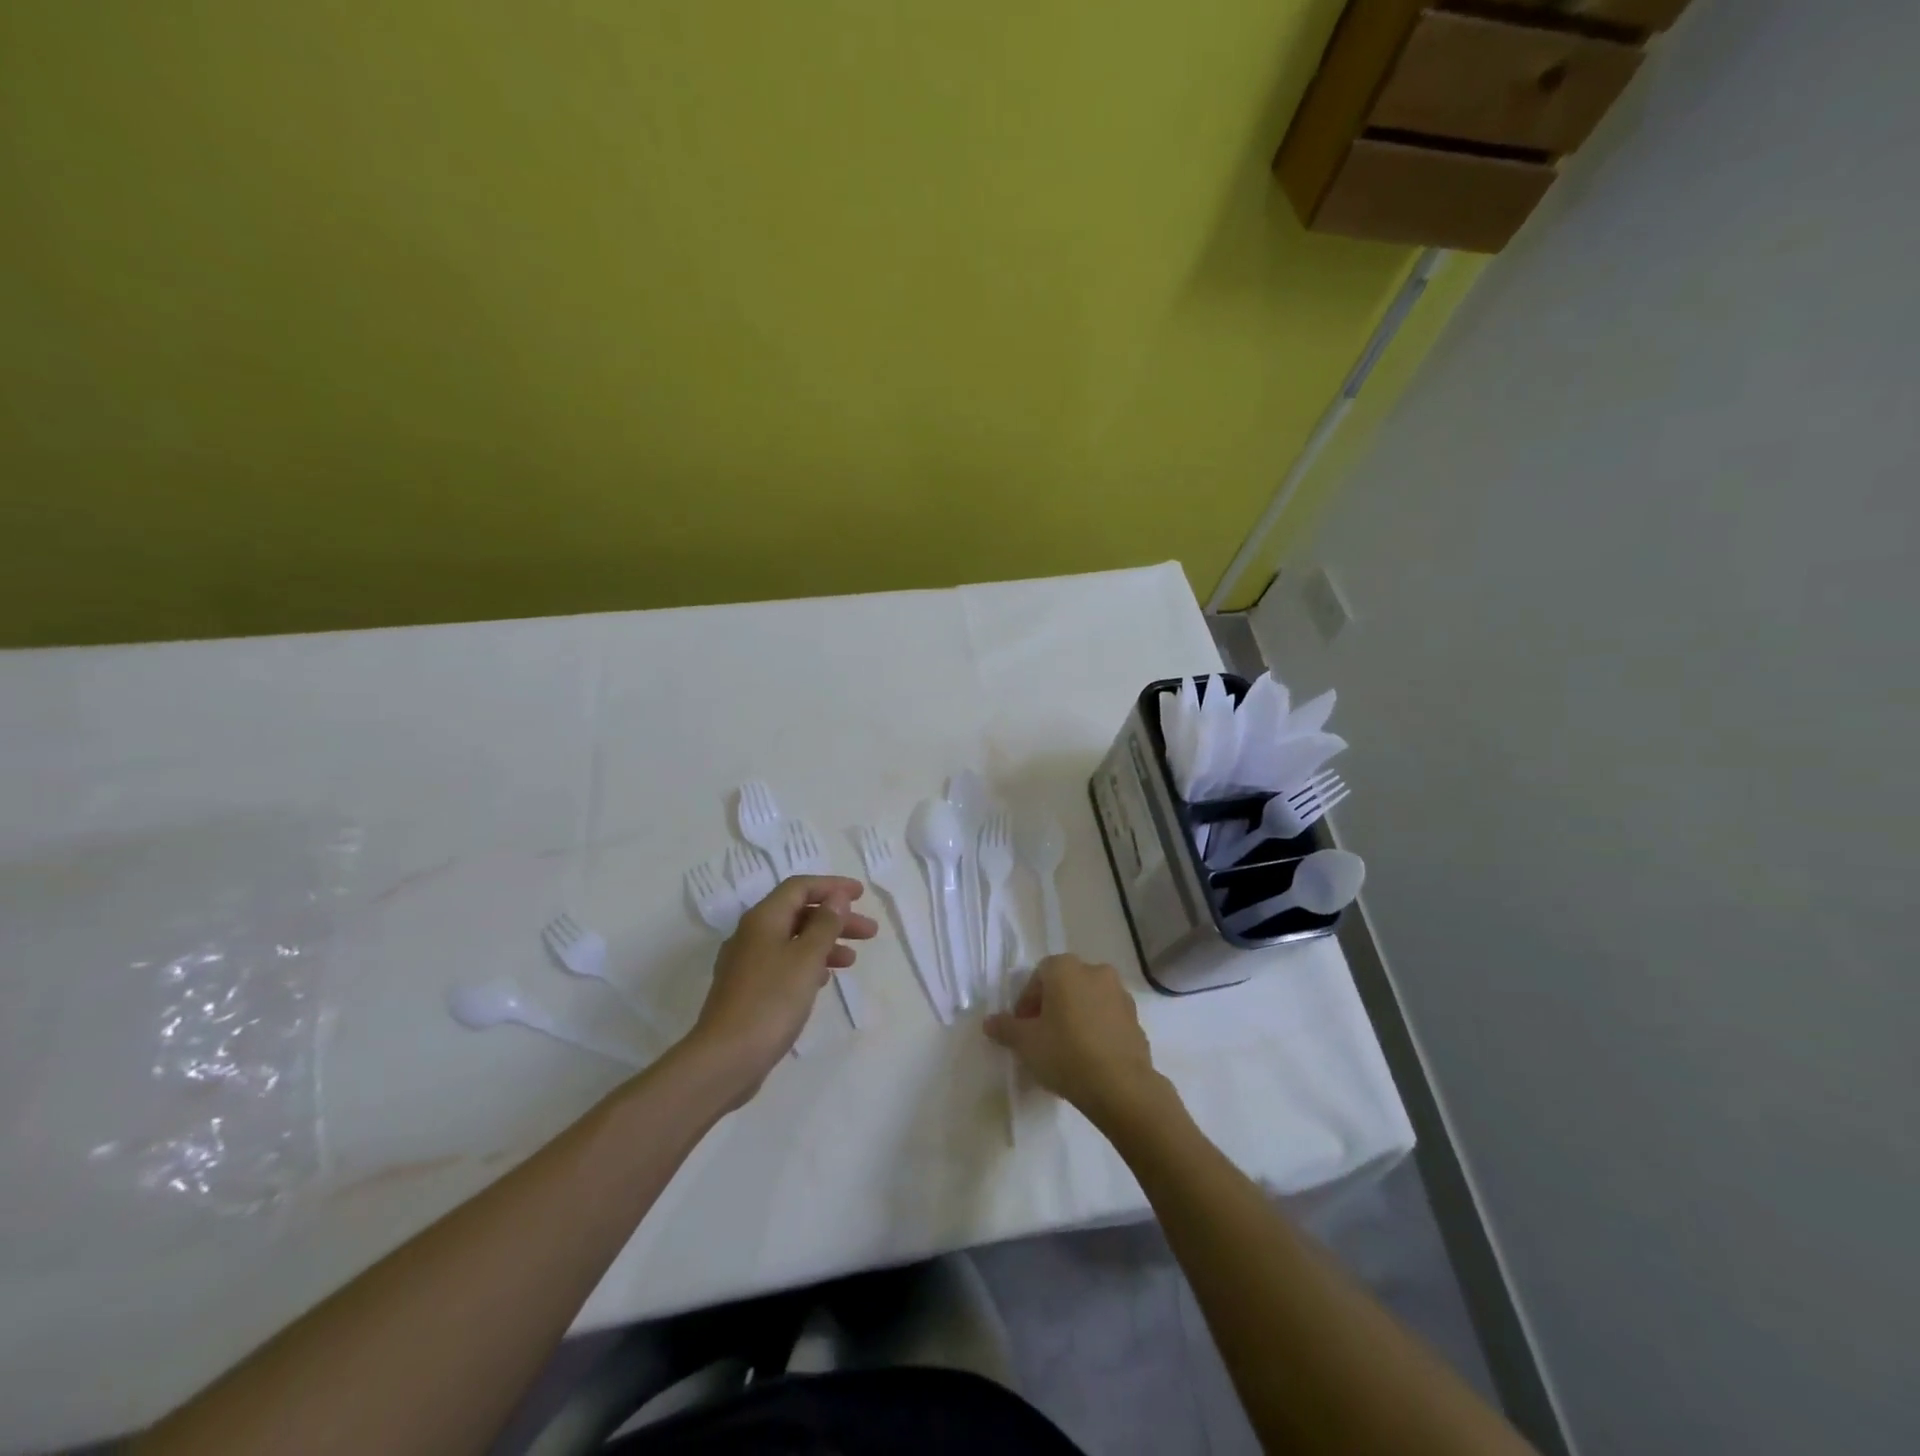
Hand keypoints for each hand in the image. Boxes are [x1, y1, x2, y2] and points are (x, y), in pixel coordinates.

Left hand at [687, 875, 876, 1105]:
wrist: (725, 1058)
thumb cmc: (771, 1001)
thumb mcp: (806, 958)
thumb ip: (825, 924)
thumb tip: (836, 897)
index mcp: (763, 919)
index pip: (799, 887)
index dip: (832, 887)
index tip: (861, 895)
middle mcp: (752, 934)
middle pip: (798, 913)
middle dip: (835, 918)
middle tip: (869, 932)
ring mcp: (747, 963)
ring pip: (793, 940)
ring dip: (825, 943)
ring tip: (853, 960)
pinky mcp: (748, 990)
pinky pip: (784, 963)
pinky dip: (808, 964)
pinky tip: (824, 979)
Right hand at [984, 953, 1168, 1126]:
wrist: (1121, 1086)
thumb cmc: (1066, 1053)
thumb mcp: (1025, 1043)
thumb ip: (1005, 1028)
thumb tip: (990, 1022)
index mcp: (1066, 968)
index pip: (1038, 975)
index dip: (1027, 1001)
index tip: (1023, 1028)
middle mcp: (1095, 971)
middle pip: (1065, 984)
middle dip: (1051, 1006)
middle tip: (1041, 1037)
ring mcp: (1120, 994)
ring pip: (1088, 1000)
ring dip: (1075, 1016)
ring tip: (1066, 1049)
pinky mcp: (1136, 1019)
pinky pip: (1107, 1018)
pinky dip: (1096, 1029)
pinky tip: (1089, 1057)